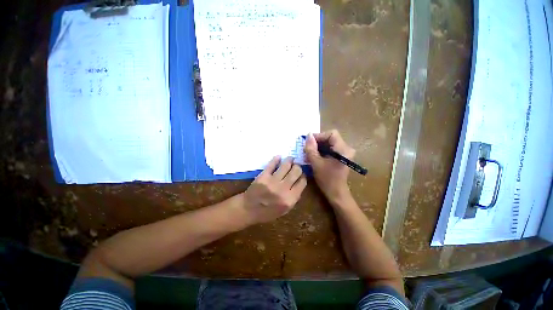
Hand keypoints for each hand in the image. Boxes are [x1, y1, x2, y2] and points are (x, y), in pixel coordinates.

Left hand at [241, 156, 306, 223]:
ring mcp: (272, 182)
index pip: (302, 182)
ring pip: (286, 165)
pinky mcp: (263, 176)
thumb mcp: (285, 210)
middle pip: (296, 171)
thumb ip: (294, 197)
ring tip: (290, 159)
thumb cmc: (268, 212)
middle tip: (296, 166)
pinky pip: (272, 164)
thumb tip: (299, 182)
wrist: (249, 210)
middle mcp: (283, 189)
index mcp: (290, 199)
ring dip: (289, 160)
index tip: (301, 174)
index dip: (303, 176)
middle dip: (297, 167)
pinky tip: (279, 157)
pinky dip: (276, 159)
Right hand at [305, 130, 355, 201]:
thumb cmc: (327, 179)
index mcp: (343, 149)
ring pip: (329, 143)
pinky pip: (330, 149)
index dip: (319, 136)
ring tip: (308, 153)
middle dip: (317, 142)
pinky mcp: (341, 157)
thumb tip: (308, 135)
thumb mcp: (316, 163)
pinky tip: (314, 156)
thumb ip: (311, 148)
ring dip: (318, 147)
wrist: (336, 193)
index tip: (308, 142)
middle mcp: (346, 148)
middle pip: (330, 138)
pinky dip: (321, 151)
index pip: (331, 134)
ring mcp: (344, 153)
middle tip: (307, 148)